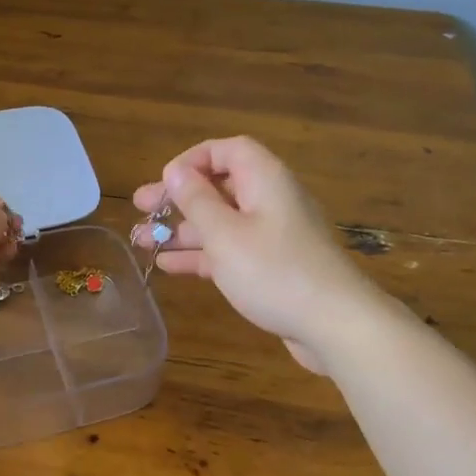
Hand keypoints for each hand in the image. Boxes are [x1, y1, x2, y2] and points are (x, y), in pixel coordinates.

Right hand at [133, 137, 380, 373]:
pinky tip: (167, 266)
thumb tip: (175, 170)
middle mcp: (270, 200)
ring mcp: (272, 236)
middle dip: (178, 198)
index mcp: (265, 180)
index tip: (163, 181)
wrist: (334, 324)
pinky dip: (201, 255)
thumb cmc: (274, 271)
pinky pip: (230, 250)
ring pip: (221, 222)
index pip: (227, 150)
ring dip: (182, 230)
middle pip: (219, 187)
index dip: (192, 160)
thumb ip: (196, 200)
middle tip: (141, 208)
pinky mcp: (272, 267)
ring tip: (141, 242)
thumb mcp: (224, 234)